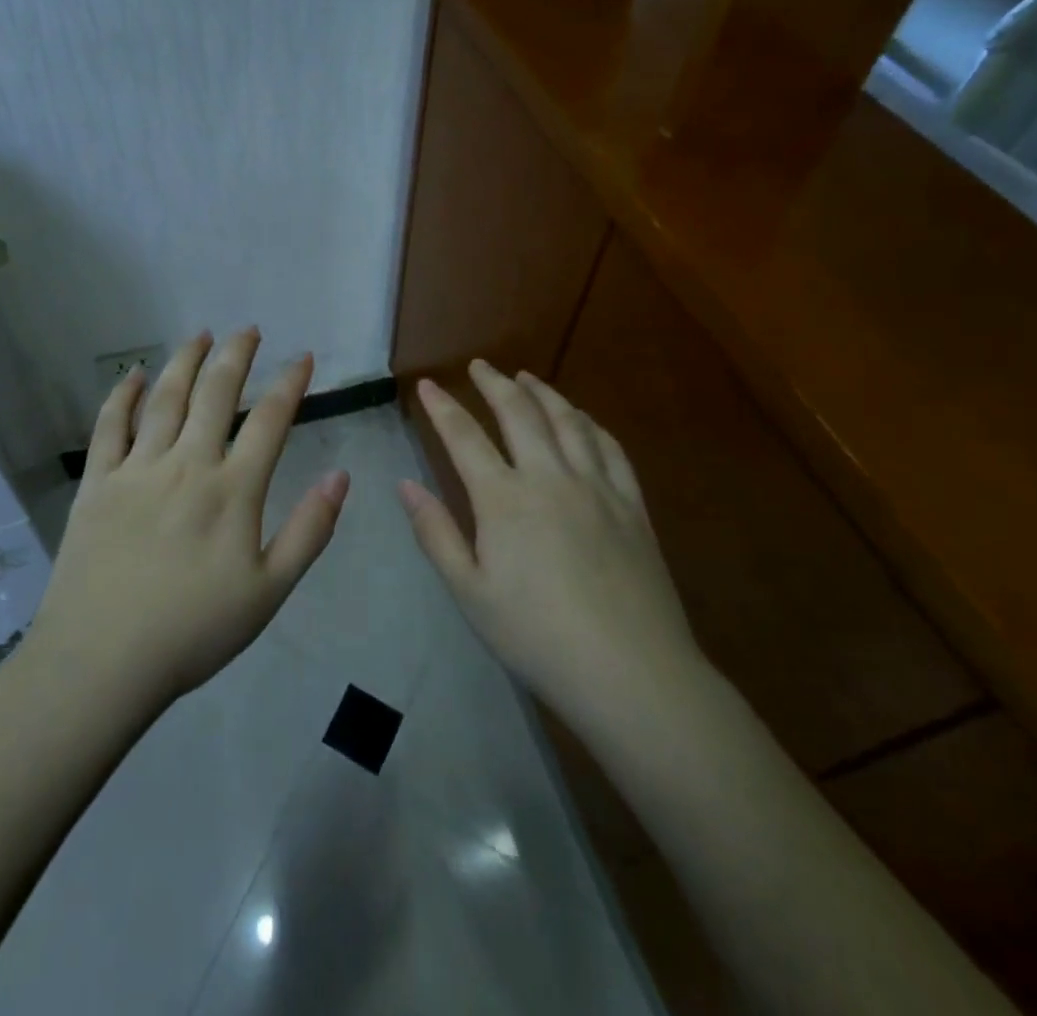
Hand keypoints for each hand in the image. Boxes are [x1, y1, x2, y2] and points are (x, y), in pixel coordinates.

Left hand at [30, 329, 348, 706]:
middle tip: (248, 329)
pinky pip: (110, 426)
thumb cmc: (194, 631)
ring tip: (200, 334)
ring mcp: (137, 469)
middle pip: (215, 394)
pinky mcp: (97, 483)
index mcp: (232, 490)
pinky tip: (135, 374)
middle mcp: (187, 465)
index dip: (290, 383)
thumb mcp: (269, 591)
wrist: (102, 661)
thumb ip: (309, 531)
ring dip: (185, 361)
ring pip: (166, 399)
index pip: (269, 421)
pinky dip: (124, 395)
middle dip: (236, 356)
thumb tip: (340, 476)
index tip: (303, 356)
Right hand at [398, 361, 704, 717]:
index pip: (465, 437)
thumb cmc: (536, 636)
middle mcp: (549, 477)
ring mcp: (596, 487)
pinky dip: (590, 424)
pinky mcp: (632, 505)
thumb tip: (404, 484)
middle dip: (494, 384)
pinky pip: (611, 448)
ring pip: (567, 421)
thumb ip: (435, 533)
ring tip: (526, 377)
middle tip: (479, 365)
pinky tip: (582, 419)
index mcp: (504, 499)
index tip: (427, 384)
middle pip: (519, 414)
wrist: (630, 671)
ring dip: (543, 393)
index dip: (442, 407)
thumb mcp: (470, 592)